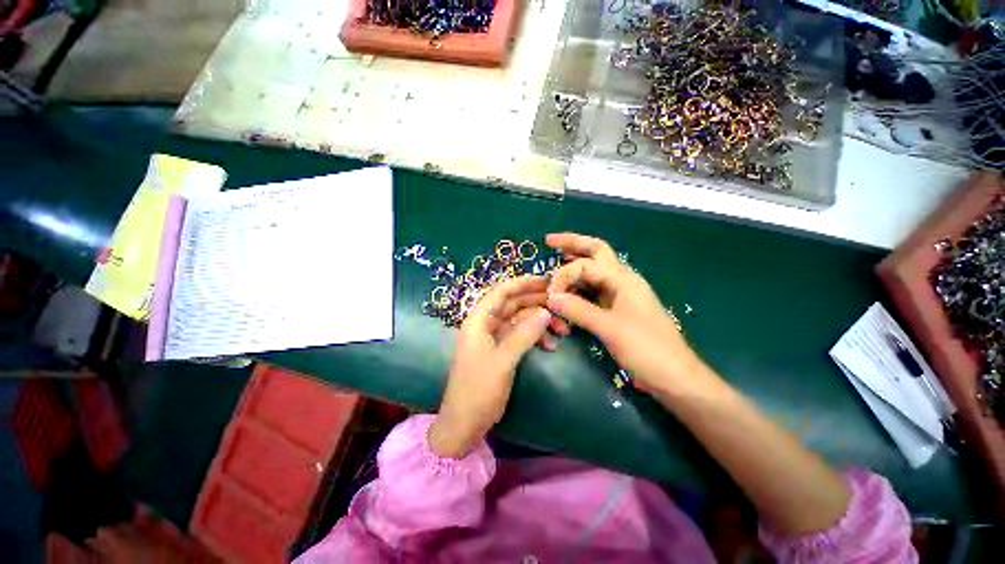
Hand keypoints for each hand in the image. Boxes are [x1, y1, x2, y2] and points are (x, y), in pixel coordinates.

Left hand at [429, 276, 553, 457]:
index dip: (523, 283)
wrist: (464, 423)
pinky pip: (521, 336)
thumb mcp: (503, 361)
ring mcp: (494, 337)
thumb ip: (524, 335)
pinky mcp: (501, 350)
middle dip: (537, 303)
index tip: (547, 281)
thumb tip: (546, 312)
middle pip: (513, 304)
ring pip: (520, 320)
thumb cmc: (478, 390)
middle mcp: (486, 324)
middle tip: (562, 303)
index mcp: (479, 320)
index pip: (502, 292)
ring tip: (563, 330)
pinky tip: (551, 345)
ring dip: (540, 322)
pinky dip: (536, 337)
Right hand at [544, 233, 705, 393]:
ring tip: (556, 259)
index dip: (564, 275)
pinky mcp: (616, 310)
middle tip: (550, 240)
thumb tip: (550, 298)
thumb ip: (578, 310)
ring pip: (594, 271)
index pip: (585, 265)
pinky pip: (593, 291)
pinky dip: (578, 287)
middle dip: (573, 244)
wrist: (674, 377)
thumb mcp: (609, 328)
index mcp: (623, 279)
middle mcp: (621, 281)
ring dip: (575, 264)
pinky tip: (567, 290)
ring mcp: (619, 295)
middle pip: (596, 252)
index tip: (550, 295)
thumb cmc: (646, 349)